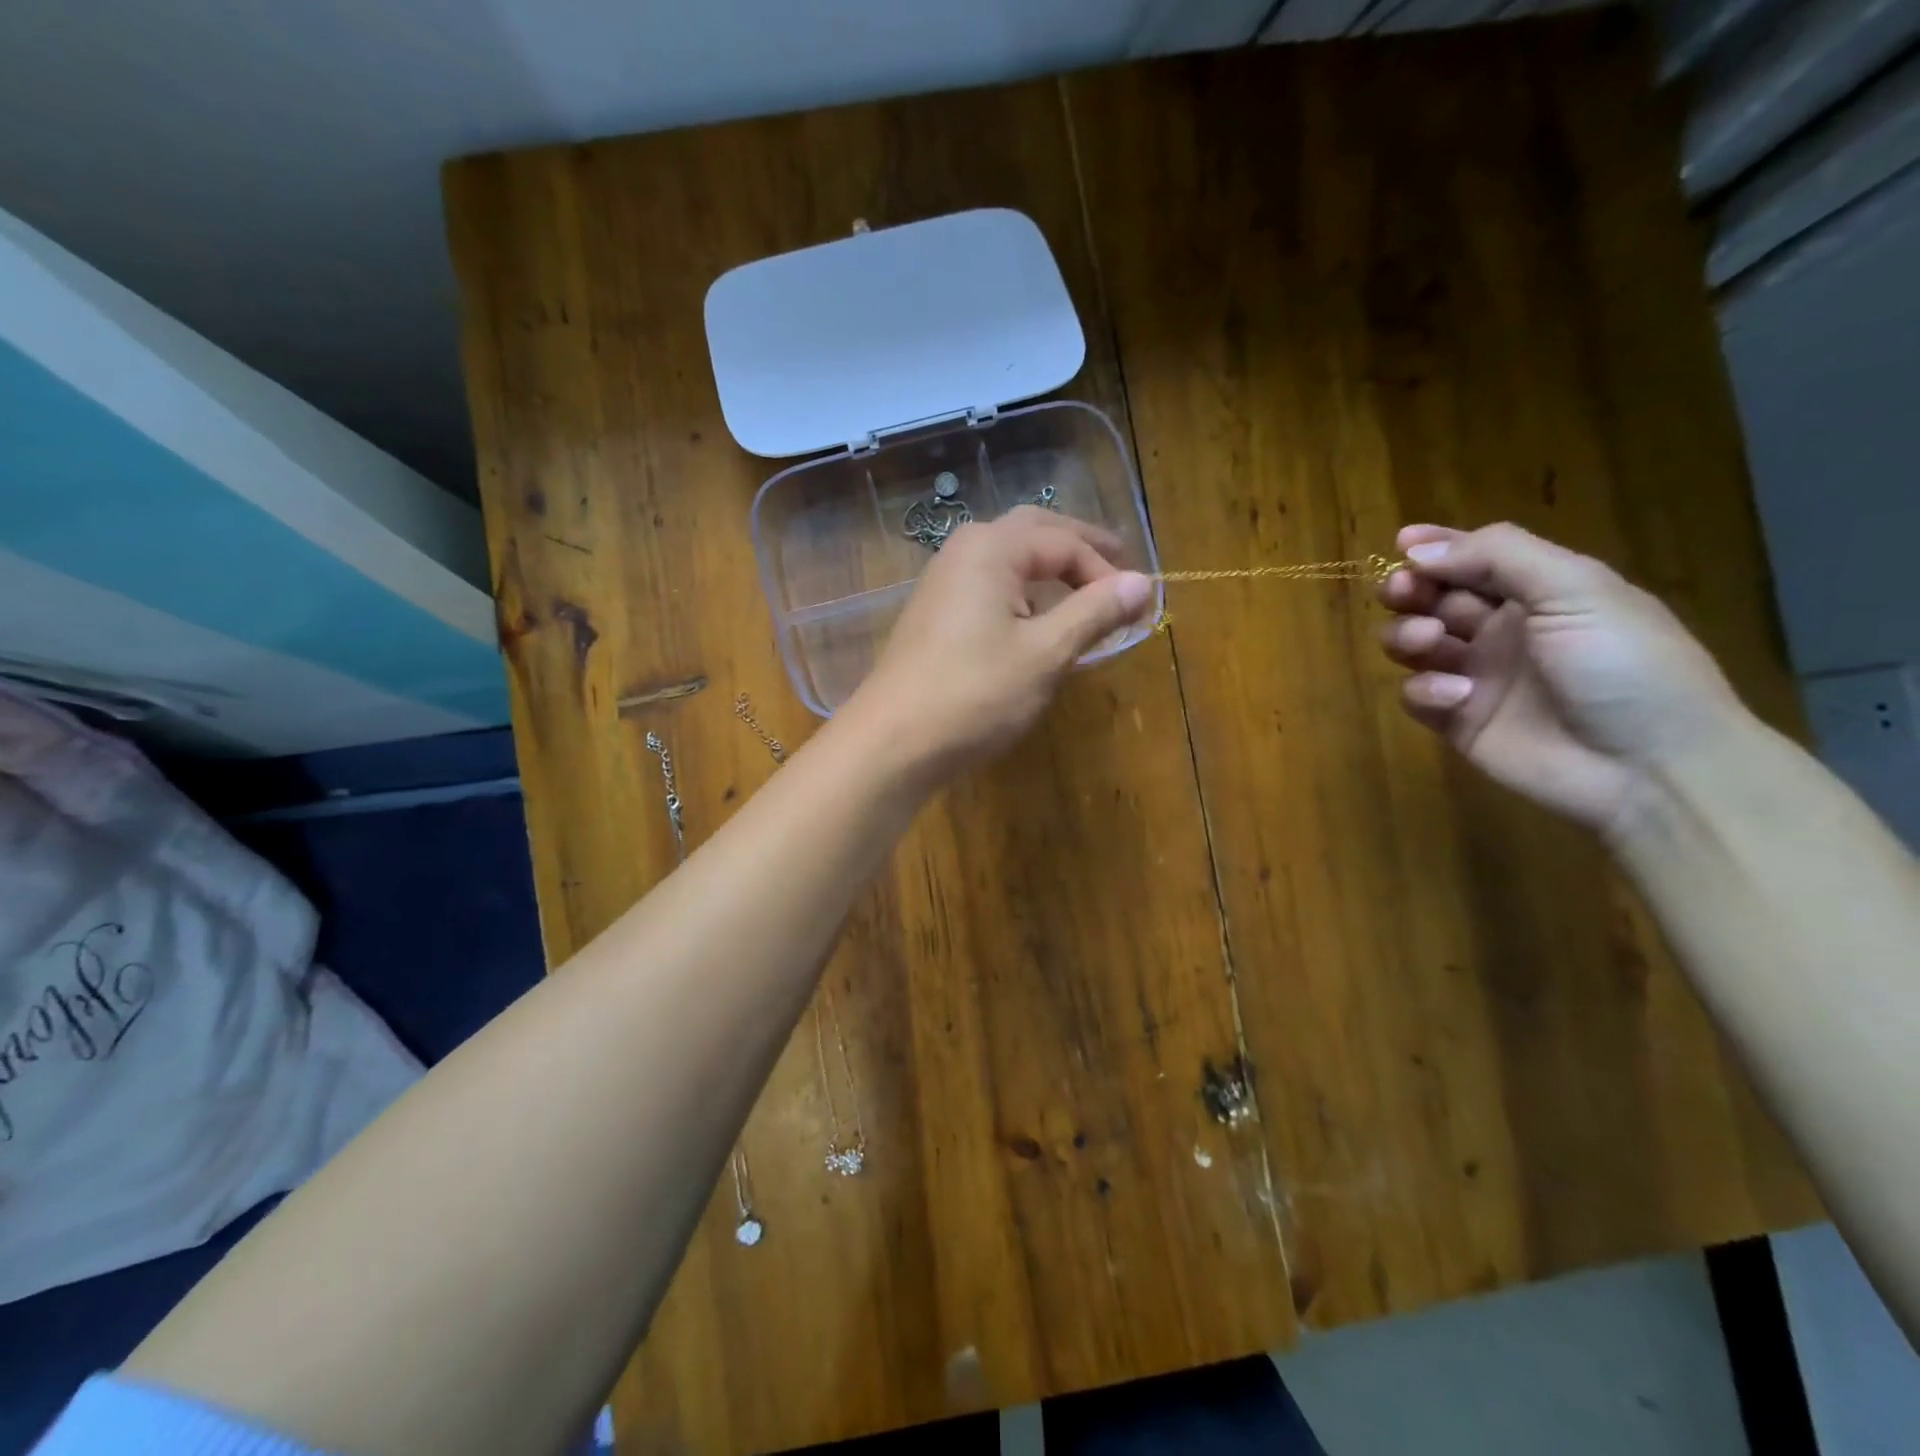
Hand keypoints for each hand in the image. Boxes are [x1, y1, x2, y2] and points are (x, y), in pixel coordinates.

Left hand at [838, 505, 1156, 783]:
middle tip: (1119, 562)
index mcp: (993, 548)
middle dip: (1078, 547)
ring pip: (1008, 558)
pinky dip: (1022, 590)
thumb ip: (1094, 612)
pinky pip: (989, 584)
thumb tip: (1143, 582)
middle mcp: (964, 551)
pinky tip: (1036, 616)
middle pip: (1033, 532)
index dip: (1106, 571)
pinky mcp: (934, 614)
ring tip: (1084, 589)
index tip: (1138, 606)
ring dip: (1049, 567)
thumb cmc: (975, 694)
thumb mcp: (1045, 653)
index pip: (1065, 543)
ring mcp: (943, 582)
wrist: (892, 743)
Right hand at [1378, 522, 1749, 833]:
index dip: (1436, 548)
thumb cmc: (1624, 665)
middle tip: (1401, 592)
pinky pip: (1416, 695)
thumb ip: (1497, 556)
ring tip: (1430, 643)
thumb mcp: (1576, 589)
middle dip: (1409, 589)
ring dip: (1407, 635)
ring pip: (1412, 643)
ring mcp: (1477, 676)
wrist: (1650, 767)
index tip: (1401, 544)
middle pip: (1432, 598)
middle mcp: (1502, 630)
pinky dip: (1424, 690)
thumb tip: (1417, 549)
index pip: (1474, 558)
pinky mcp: (1457, 721)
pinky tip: (1456, 697)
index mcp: (1539, 592)